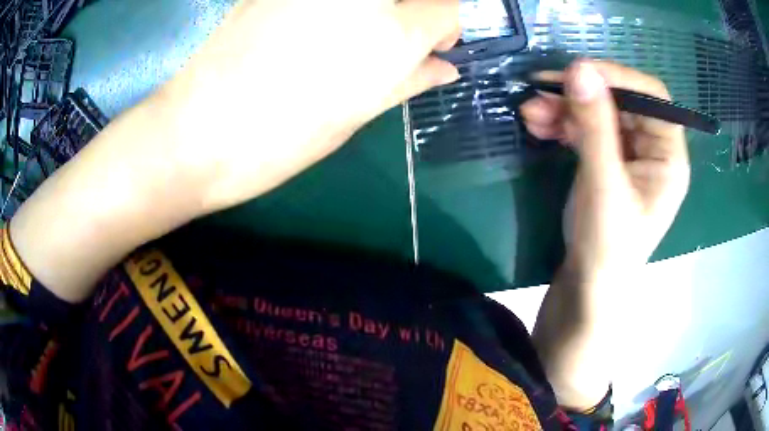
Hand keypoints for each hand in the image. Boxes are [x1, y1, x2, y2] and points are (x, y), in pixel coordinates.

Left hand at [160, 0, 460, 210]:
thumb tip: (445, 66)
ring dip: (376, 10)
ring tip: (352, 31)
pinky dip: (338, 7)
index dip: (450, 26)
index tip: (439, 42)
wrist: (199, 131)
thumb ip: (410, 78)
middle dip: (418, 9)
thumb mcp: (358, 113)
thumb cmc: (282, 137)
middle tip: (405, 29)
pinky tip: (319, 24)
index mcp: (392, 33)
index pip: (453, 9)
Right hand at [521, 60, 689, 282]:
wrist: (587, 285)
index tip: (577, 71)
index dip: (618, 77)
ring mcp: (629, 152)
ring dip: (564, 106)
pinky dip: (562, 122)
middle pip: (621, 100)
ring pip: (599, 111)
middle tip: (541, 88)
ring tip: (529, 111)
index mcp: (669, 155)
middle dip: (581, 94)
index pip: (652, 97)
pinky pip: (586, 127)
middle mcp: (653, 147)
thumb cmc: (607, 246)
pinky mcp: (607, 158)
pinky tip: (537, 124)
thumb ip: (595, 127)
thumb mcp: (604, 186)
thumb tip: (579, 68)